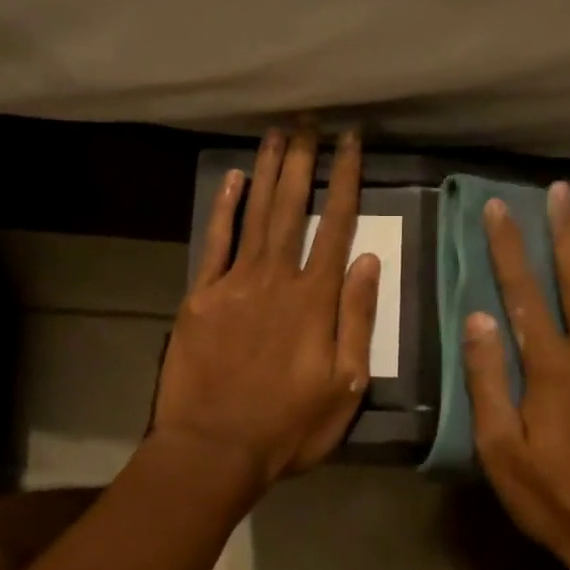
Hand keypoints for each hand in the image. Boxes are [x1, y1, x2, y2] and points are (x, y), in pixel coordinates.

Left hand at [152, 124, 380, 483]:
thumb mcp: (345, 385)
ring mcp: (234, 284)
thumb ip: (357, 319)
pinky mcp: (201, 296)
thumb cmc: (289, 426)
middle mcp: (276, 279)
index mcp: (316, 300)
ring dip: (269, 171)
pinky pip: (216, 242)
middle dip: (304, 160)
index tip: (351, 142)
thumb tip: (369, 261)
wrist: (214, 449)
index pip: (336, 226)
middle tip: (309, 120)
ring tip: (279, 133)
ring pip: (256, 214)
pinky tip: (234, 178)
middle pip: (292, 207)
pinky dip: (225, 208)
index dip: (345, 180)